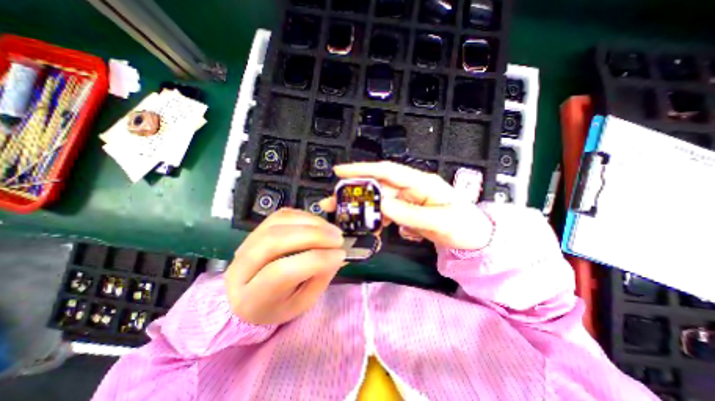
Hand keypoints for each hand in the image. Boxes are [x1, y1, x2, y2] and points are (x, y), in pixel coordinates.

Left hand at [223, 209, 346, 326]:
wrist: (249, 295)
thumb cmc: (278, 304)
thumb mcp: (302, 302)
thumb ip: (319, 278)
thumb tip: (337, 254)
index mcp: (249, 298)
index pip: (281, 272)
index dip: (316, 260)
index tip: (340, 254)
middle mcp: (240, 266)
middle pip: (276, 240)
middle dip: (314, 236)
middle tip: (338, 238)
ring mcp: (246, 242)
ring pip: (280, 222)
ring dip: (312, 223)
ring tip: (332, 231)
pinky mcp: (257, 228)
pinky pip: (283, 214)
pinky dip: (305, 216)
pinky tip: (319, 224)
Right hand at [321, 159, 494, 249]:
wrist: (473, 237)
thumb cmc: (463, 225)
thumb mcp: (440, 222)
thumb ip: (410, 215)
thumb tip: (382, 206)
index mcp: (421, 182)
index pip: (387, 171)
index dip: (363, 169)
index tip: (339, 171)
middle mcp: (410, 187)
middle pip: (378, 186)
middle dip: (354, 191)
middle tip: (331, 201)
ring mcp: (407, 199)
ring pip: (379, 199)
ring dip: (361, 206)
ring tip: (343, 216)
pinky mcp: (406, 210)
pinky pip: (386, 211)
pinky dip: (375, 218)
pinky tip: (368, 226)